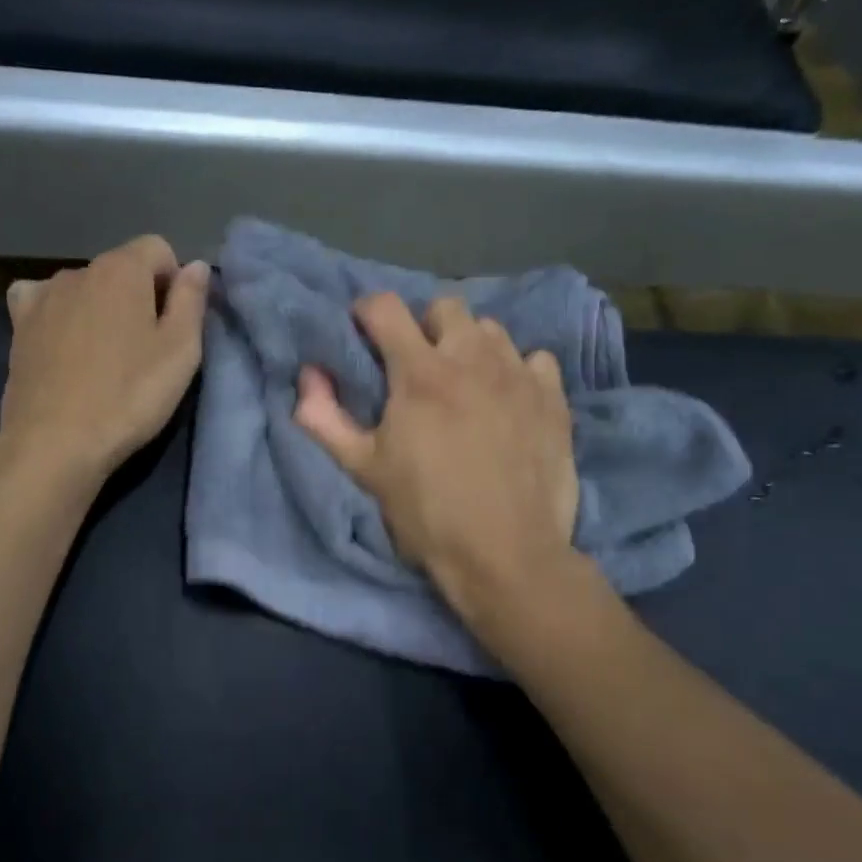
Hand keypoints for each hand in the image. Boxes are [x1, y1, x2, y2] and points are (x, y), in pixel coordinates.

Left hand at [0, 234, 209, 485]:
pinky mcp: (18, 325)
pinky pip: (43, 302)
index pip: (158, 249)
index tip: (173, 325)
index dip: (173, 282)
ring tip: (103, 357)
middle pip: (120, 269)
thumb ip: (192, 301)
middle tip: (143, 350)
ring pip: (84, 288)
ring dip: (99, 309)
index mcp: (122, 269)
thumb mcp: (180, 352)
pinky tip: (62, 343)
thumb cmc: (129, 397)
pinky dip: (57, 314)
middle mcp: (78, 270)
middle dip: (137, 297)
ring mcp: (43, 296)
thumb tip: (195, 265)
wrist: (55, 442)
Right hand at [294, 292, 592, 633]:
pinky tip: (508, 400)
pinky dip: (516, 370)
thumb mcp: (364, 470)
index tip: (363, 333)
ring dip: (469, 346)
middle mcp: (472, 359)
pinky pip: (535, 359)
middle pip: (445, 307)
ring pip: (491, 329)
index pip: (386, 308)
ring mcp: (519, 375)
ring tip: (463, 382)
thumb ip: (325, 419)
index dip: (367, 312)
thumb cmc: (426, 513)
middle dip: (424, 327)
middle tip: (416, 366)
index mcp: (419, 373)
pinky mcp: (553, 399)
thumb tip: (307, 377)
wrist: (505, 553)